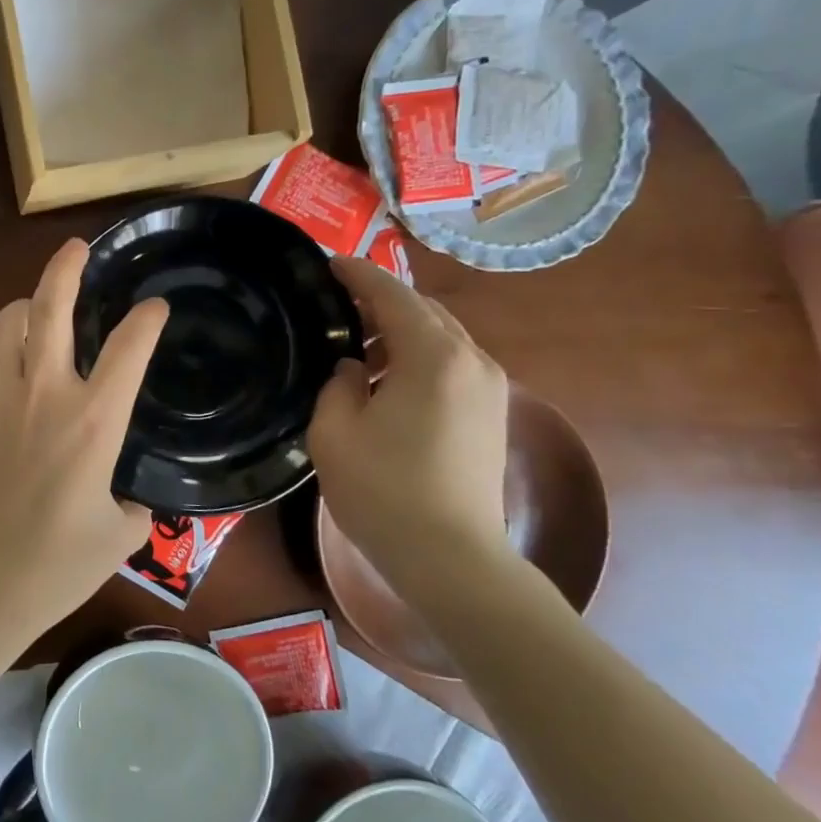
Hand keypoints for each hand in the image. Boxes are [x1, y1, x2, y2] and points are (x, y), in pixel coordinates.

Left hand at [0, 239, 169, 636]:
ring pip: (6, 323)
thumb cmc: (55, 564)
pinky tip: (16, 353)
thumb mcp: (118, 537)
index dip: (146, 319)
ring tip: (41, 300)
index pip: (127, 348)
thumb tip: (129, 495)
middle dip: (66, 268)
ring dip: (26, 302)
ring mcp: (2, 398)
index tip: (155, 306)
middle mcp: (46, 393)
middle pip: (50, 308)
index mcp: (93, 420)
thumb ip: (133, 505)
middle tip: (79, 248)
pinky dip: (5, 341)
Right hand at [309, 257, 510, 591]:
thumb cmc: (384, 491)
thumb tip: (354, 368)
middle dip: (381, 299)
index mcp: (434, 356)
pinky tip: (386, 377)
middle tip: (336, 301)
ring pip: (441, 337)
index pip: (392, 295)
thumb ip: (338, 383)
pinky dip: (418, 356)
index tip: (328, 262)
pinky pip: (451, 364)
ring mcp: (489, 388)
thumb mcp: (334, 431)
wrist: (452, 559)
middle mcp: (472, 361)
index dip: (358, 274)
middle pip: (424, 310)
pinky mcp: (492, 415)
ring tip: (356, 340)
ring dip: (400, 330)